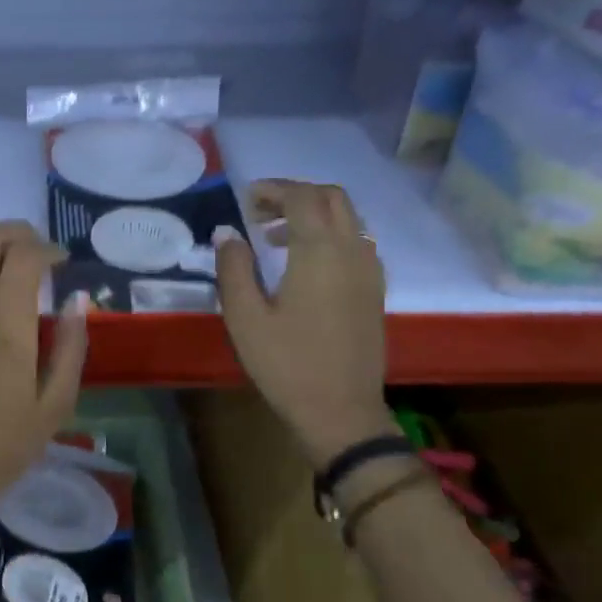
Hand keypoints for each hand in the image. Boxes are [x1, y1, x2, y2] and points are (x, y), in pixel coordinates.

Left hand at [0, 221, 90, 514]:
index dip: (46, 248)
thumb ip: (71, 346)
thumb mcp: (56, 403)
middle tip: (34, 246)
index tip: (61, 260)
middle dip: (13, 232)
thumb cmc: (7, 443)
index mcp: (7, 327)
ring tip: (0, 259)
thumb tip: (77, 301)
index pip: (24, 258)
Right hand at [214, 180, 394, 464]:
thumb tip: (226, 233)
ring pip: (349, 218)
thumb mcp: (245, 318)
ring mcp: (369, 270)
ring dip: (314, 213)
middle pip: (332, 197)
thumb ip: (233, 268)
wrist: (341, 410)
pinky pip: (357, 241)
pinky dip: (330, 234)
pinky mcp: (374, 290)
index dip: (273, 190)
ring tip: (275, 238)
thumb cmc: (286, 364)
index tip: (245, 199)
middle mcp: (352, 251)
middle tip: (259, 212)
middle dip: (296, 194)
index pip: (302, 198)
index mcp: (320, 252)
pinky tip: (304, 263)